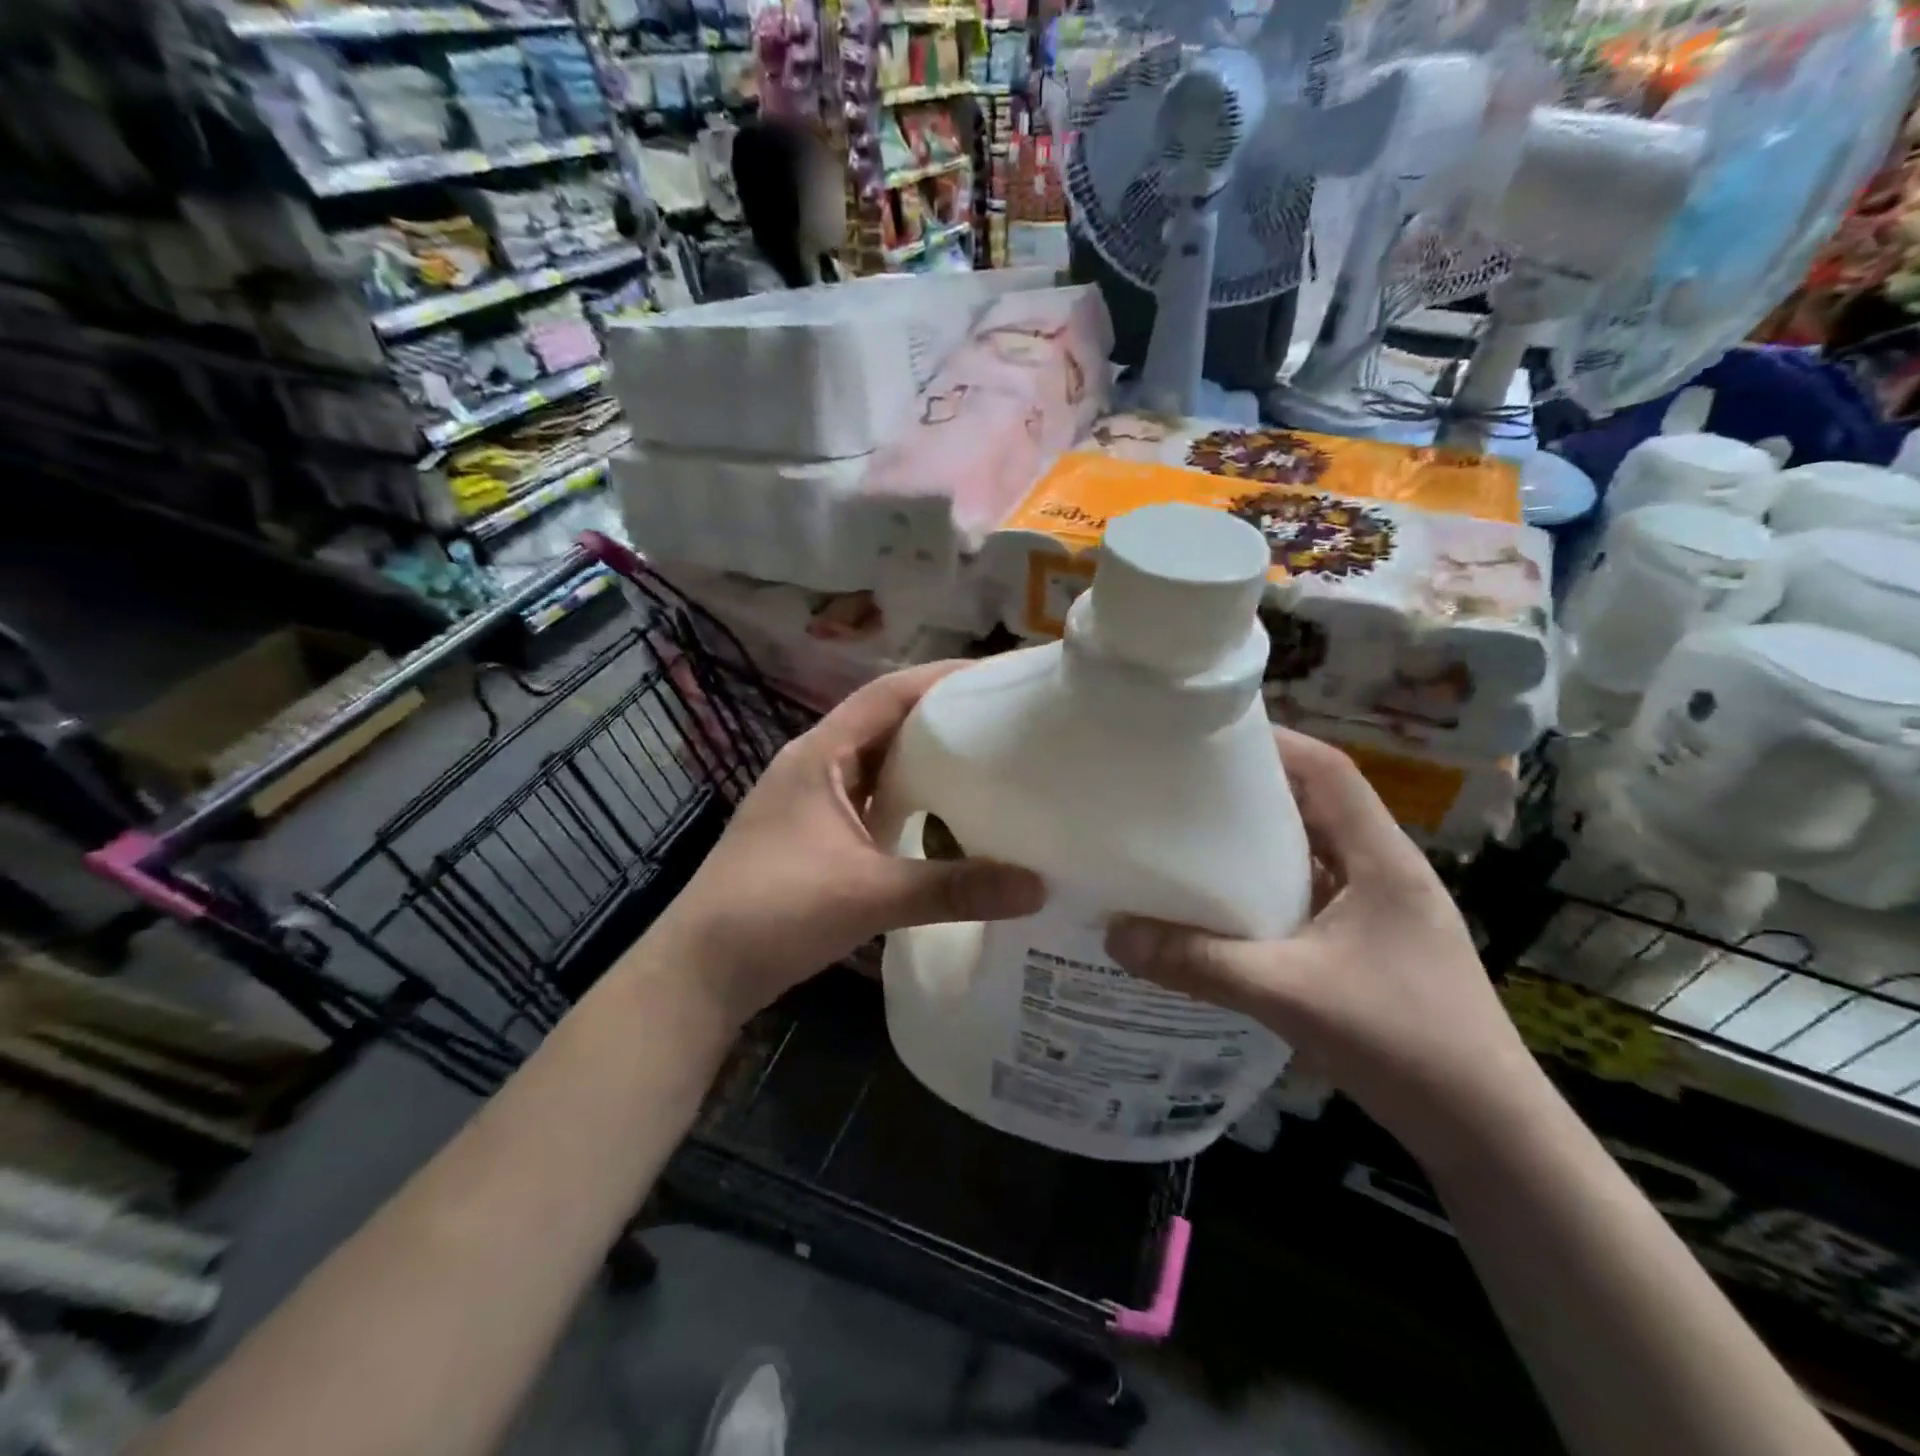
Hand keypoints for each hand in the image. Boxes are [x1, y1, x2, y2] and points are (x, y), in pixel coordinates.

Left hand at [649, 663, 1045, 1025]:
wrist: (698, 971)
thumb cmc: (775, 912)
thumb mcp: (869, 895)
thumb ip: (953, 888)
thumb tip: (1036, 887)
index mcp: (820, 754)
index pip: (888, 692)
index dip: (942, 677)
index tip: (997, 676)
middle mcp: (813, 764)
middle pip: (885, 721)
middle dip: (940, 715)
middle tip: (1003, 720)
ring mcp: (809, 800)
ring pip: (876, 761)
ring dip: (922, 758)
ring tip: (983, 760)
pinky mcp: (811, 833)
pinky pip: (868, 797)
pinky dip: (905, 796)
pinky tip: (939, 815)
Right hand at [1104, 729, 1542, 1163]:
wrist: (1490, 1134)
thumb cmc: (1403, 1043)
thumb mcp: (1289, 995)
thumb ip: (1200, 963)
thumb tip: (1115, 935)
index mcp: (1382, 859)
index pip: (1331, 772)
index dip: (1278, 743)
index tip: (1213, 736)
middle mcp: (1384, 871)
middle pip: (1318, 805)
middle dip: (1255, 788)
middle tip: (1186, 784)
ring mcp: (1381, 910)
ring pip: (1314, 851)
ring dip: (1261, 839)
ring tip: (1194, 835)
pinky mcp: (1371, 944)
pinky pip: (1312, 893)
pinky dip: (1270, 886)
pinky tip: (1226, 905)